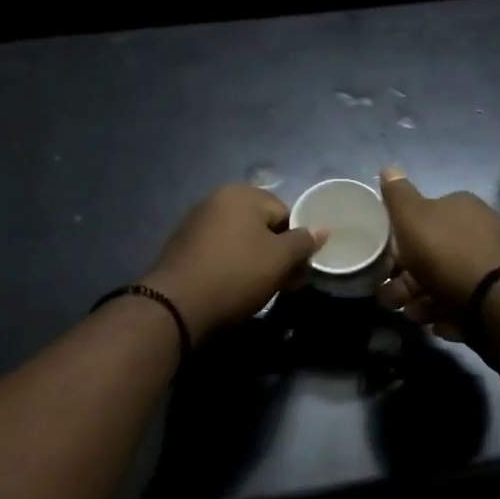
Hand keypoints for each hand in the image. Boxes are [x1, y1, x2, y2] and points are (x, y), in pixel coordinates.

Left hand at [140, 185, 326, 339]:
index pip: (285, 213)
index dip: (296, 243)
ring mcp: (196, 222)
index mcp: (241, 194)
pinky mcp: (183, 246)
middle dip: (275, 253)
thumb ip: (303, 241)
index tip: (297, 271)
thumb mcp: (279, 259)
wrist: (177, 304)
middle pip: (262, 225)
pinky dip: (230, 266)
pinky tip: (232, 289)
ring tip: (258, 290)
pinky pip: (219, 251)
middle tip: (283, 284)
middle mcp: (216, 199)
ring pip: (240, 240)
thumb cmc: (236, 274)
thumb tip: (322, 228)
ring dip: (254, 261)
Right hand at [375, 166, 499, 337]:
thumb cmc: (446, 253)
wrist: (495, 302)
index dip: (402, 240)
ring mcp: (494, 264)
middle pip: (433, 253)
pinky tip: (439, 324)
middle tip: (392, 298)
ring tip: (414, 316)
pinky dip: (449, 312)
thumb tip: (387, 167)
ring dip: (424, 299)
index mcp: (462, 207)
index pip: (425, 217)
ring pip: (447, 280)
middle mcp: (482, 230)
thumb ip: (398, 195)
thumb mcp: (412, 218)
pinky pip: (465, 302)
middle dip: (408, 278)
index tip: (386, 263)